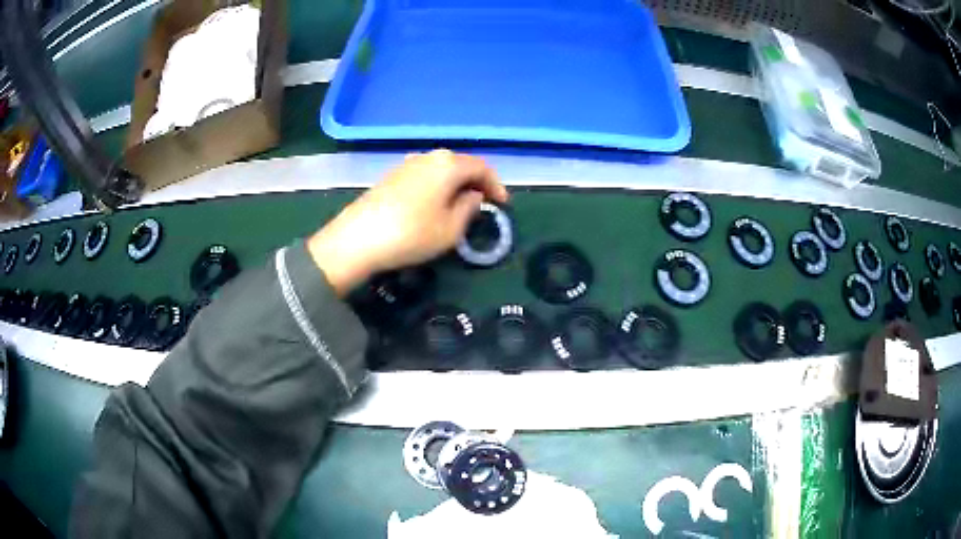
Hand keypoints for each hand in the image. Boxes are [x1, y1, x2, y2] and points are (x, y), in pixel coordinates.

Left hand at [308, 150, 508, 294]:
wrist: (357, 239)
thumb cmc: (411, 234)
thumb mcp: (451, 230)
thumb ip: (469, 209)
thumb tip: (473, 196)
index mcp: (448, 164)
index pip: (482, 167)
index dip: (497, 185)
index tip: (503, 205)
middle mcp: (428, 156)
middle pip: (461, 164)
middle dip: (477, 183)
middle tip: (486, 203)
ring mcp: (407, 164)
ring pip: (442, 170)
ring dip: (456, 184)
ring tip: (463, 205)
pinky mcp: (391, 176)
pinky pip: (425, 176)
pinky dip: (438, 187)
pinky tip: (436, 204)